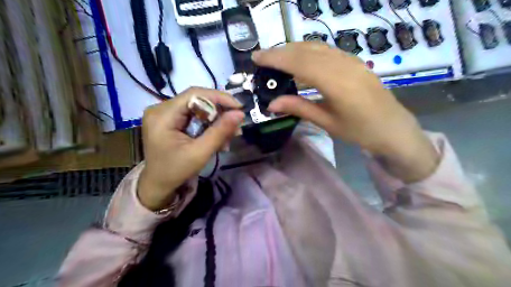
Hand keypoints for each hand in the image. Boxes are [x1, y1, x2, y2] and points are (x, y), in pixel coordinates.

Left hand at [139, 87, 244, 210]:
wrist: (158, 185)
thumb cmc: (175, 172)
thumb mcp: (200, 153)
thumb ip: (220, 131)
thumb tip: (240, 114)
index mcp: (162, 115)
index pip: (194, 94)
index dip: (219, 97)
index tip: (239, 107)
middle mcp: (160, 109)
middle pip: (196, 100)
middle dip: (219, 111)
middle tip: (236, 125)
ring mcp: (164, 113)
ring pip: (197, 108)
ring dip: (216, 119)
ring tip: (230, 135)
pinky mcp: (169, 120)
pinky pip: (194, 115)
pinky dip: (208, 124)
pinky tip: (218, 136)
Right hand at [254, 43, 441, 181]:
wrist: (394, 129)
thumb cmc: (360, 131)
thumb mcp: (327, 122)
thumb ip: (299, 108)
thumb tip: (272, 104)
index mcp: (337, 83)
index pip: (300, 63)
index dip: (276, 58)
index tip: (257, 57)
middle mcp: (344, 65)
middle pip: (306, 50)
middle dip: (280, 51)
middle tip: (262, 57)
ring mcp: (351, 60)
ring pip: (316, 47)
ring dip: (293, 49)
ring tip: (276, 58)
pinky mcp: (355, 61)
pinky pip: (327, 50)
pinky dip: (308, 51)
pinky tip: (300, 59)